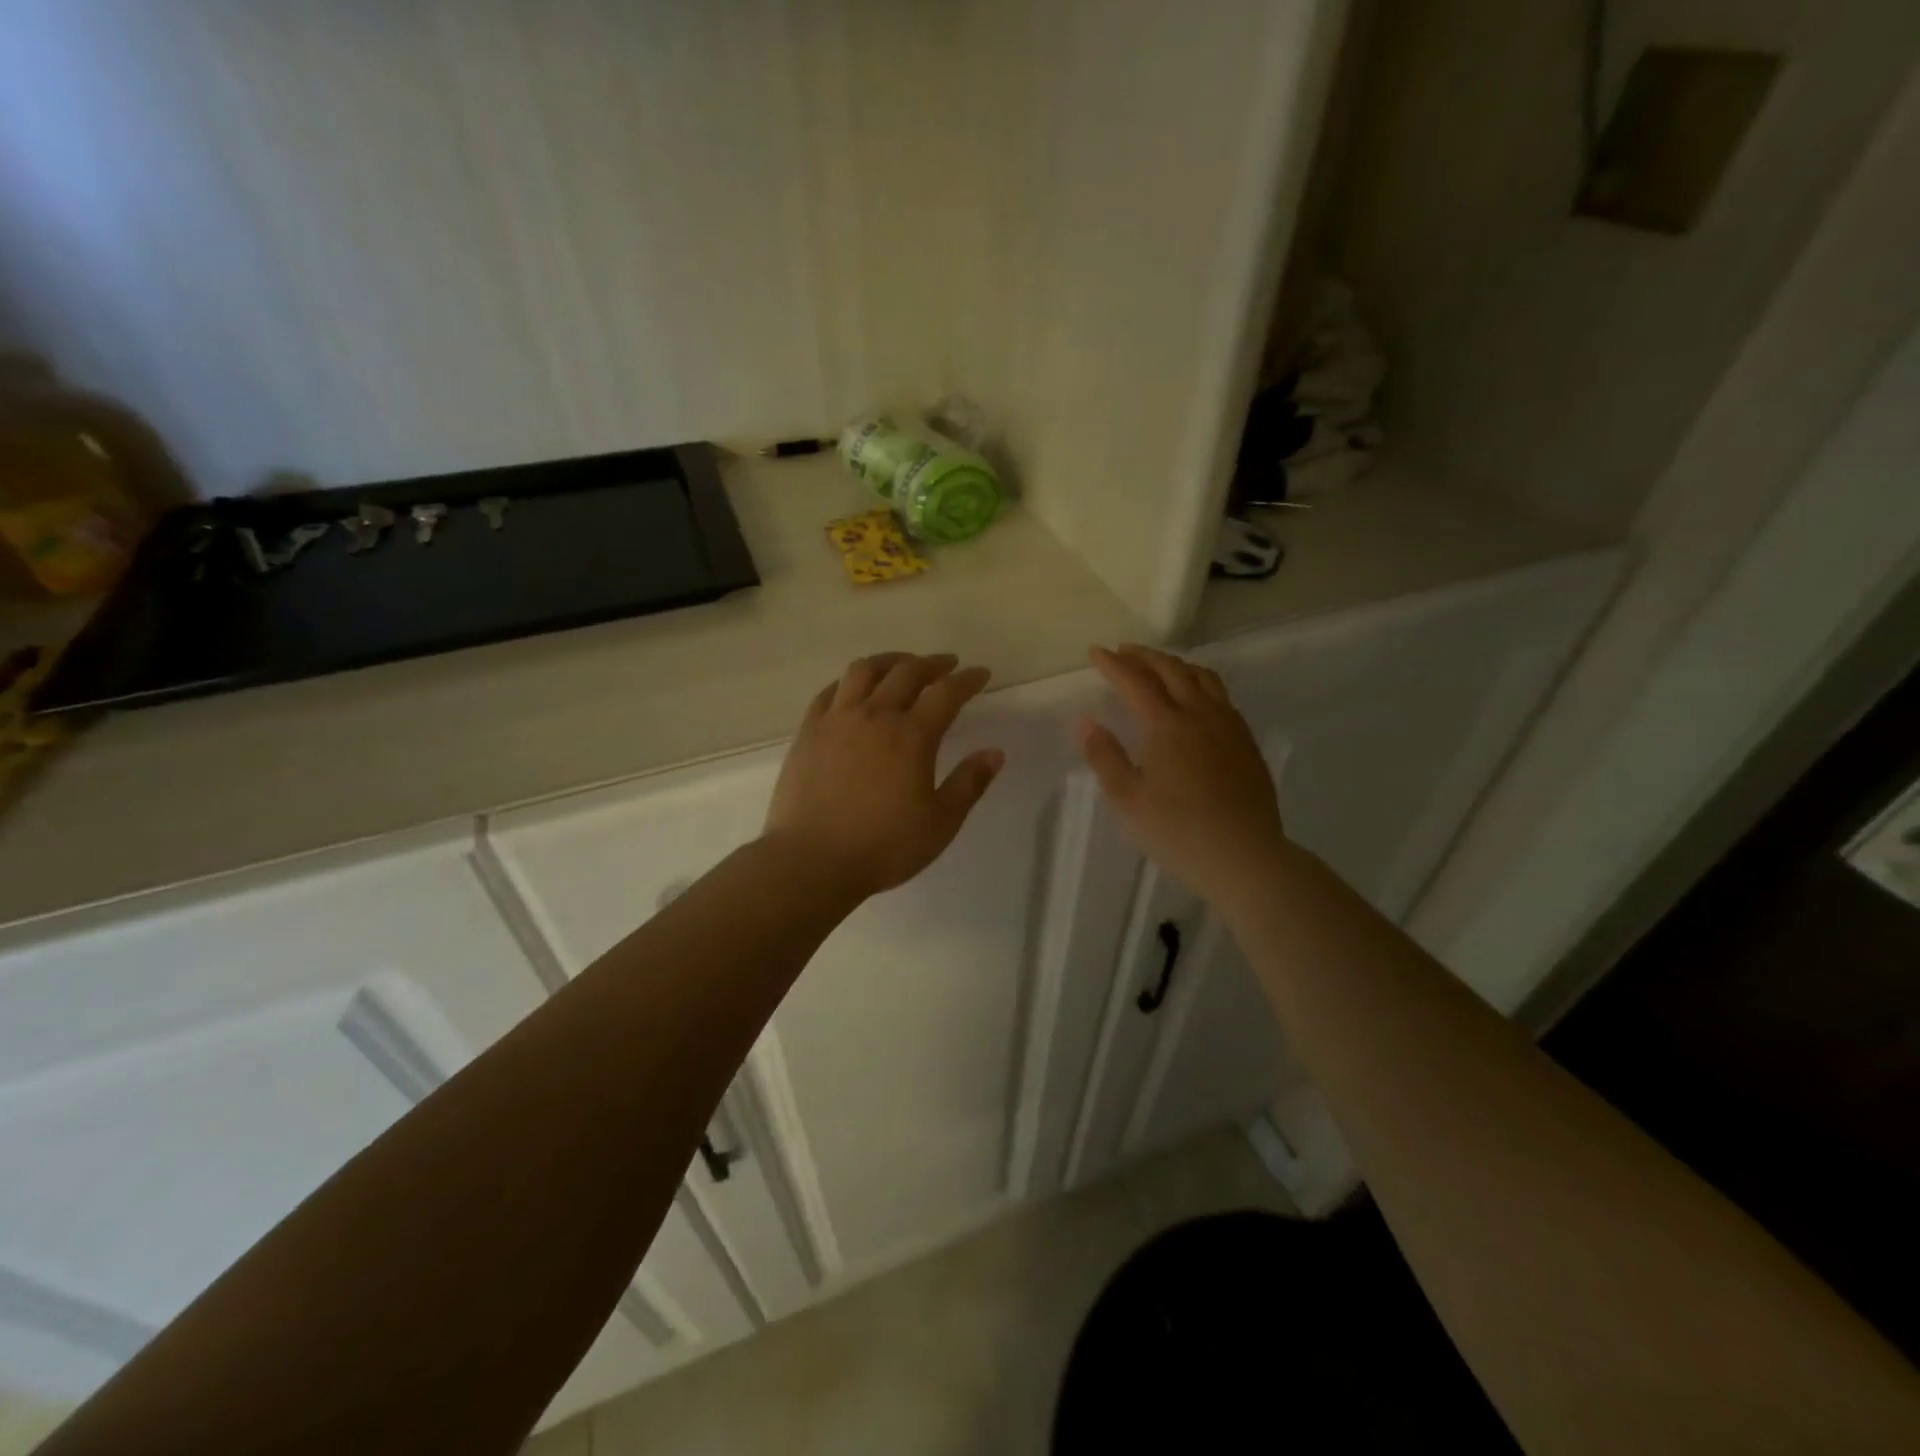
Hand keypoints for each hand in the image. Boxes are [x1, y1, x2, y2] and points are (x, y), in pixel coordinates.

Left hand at [764, 653, 1005, 899]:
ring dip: (890, 661)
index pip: (946, 693)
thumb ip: (969, 784)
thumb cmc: (884, 846)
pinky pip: (831, 691)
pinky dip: (850, 681)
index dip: (967, 680)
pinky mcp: (808, 731)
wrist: (812, 860)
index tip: (981, 674)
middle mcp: (875, 715)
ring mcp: (837, 719)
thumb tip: (995, 753)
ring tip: (902, 666)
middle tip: (947, 665)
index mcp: (912, 736)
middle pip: (907, 672)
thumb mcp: (940, 823)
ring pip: (864, 670)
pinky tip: (855, 689)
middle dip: (932, 664)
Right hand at [1078, 644, 1287, 908]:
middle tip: (1124, 651)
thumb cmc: (1177, 831)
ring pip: (1203, 678)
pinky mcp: (1246, 741)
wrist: (1244, 856)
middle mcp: (1200, 714)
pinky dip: (1200, 683)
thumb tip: (1086, 721)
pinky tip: (1196, 698)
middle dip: (1145, 656)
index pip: (1136, 681)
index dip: (1114, 664)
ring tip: (1159, 666)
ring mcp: (1229, 726)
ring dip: (1176, 664)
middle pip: (1172, 670)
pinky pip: (1221, 696)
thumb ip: (1105, 756)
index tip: (1096, 652)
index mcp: (1167, 725)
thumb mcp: (1127, 799)